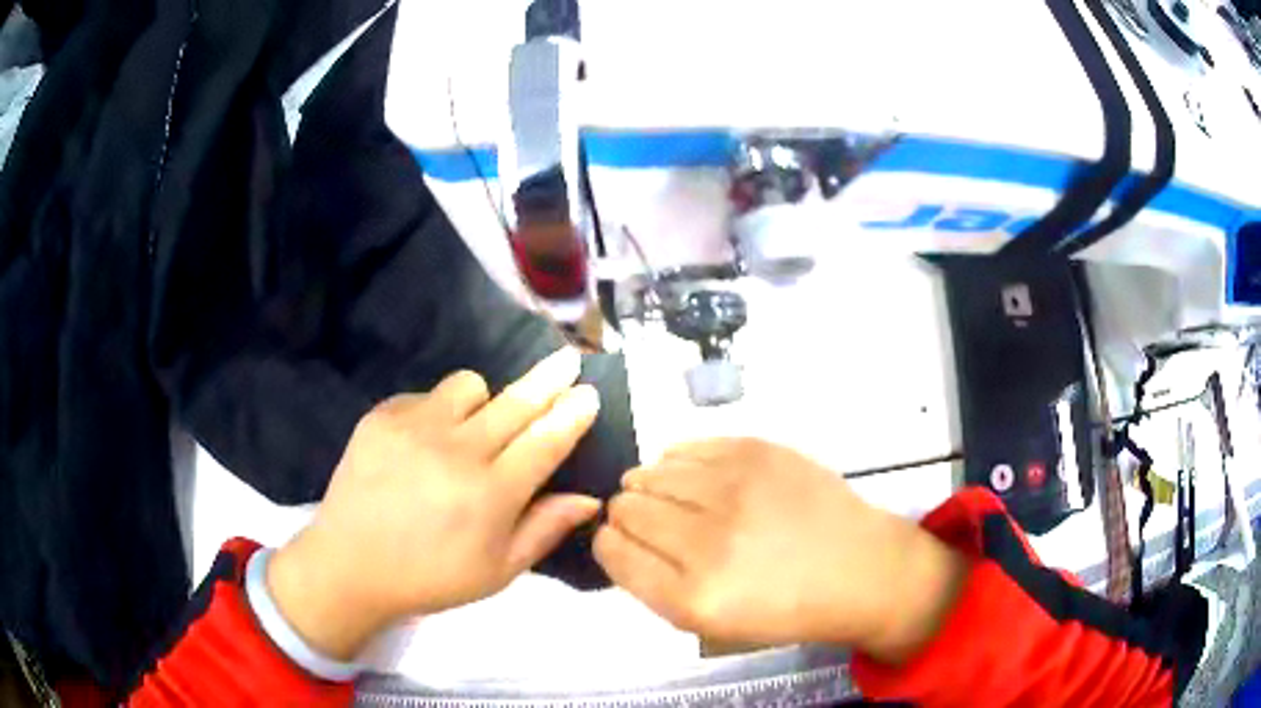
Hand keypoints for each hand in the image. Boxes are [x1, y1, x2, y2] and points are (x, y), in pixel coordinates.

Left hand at [268, 348, 600, 659]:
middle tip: (568, 359)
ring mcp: (415, 427)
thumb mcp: (498, 571)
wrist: (351, 564)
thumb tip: (589, 498)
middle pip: (516, 402)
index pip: (546, 441)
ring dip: (484, 401)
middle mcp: (457, 451)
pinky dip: (436, 411)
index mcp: (491, 494)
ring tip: (474, 426)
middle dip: (549, 379)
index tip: (589, 393)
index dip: (572, 414)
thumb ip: (545, 529)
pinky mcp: (382, 416)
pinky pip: (426, 395)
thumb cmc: (431, 576)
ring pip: (470, 386)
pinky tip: (425, 442)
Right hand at [594, 439, 965, 661]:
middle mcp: (706, 541)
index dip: (609, 542)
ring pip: (650, 472)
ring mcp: (734, 489)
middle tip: (651, 522)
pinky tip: (695, 478)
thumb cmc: (785, 608)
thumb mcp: (710, 623)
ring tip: (674, 499)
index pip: (612, 550)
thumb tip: (619, 536)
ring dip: (650, 486)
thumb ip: (655, 585)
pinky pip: (685, 447)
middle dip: (626, 514)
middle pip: (626, 507)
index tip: (621, 541)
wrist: (858, 568)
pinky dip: (678, 463)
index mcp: (692, 596)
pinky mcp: (756, 451)